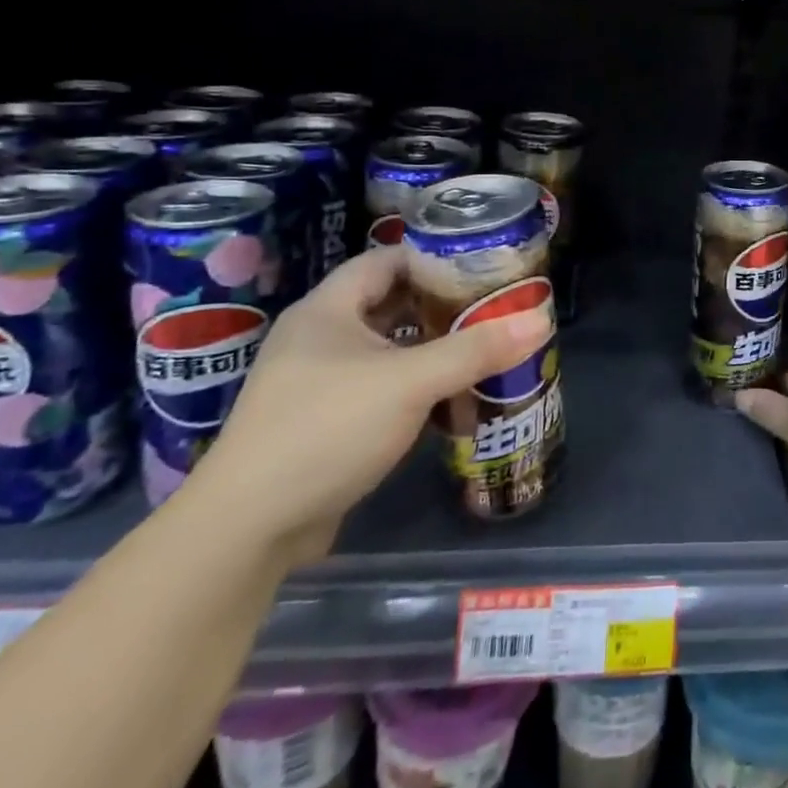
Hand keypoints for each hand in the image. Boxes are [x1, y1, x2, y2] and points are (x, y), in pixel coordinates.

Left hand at [190, 247, 552, 565]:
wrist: (246, 530)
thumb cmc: (325, 431)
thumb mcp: (408, 383)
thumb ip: (475, 351)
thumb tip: (541, 321)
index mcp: (327, 310)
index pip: (387, 260)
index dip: (434, 257)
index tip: (484, 265)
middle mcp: (320, 337)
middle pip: (391, 303)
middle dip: (443, 305)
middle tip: (495, 308)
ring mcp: (319, 382)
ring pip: (388, 349)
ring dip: (432, 349)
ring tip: (484, 348)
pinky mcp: (325, 423)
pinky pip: (382, 388)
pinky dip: (417, 386)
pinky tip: (453, 398)